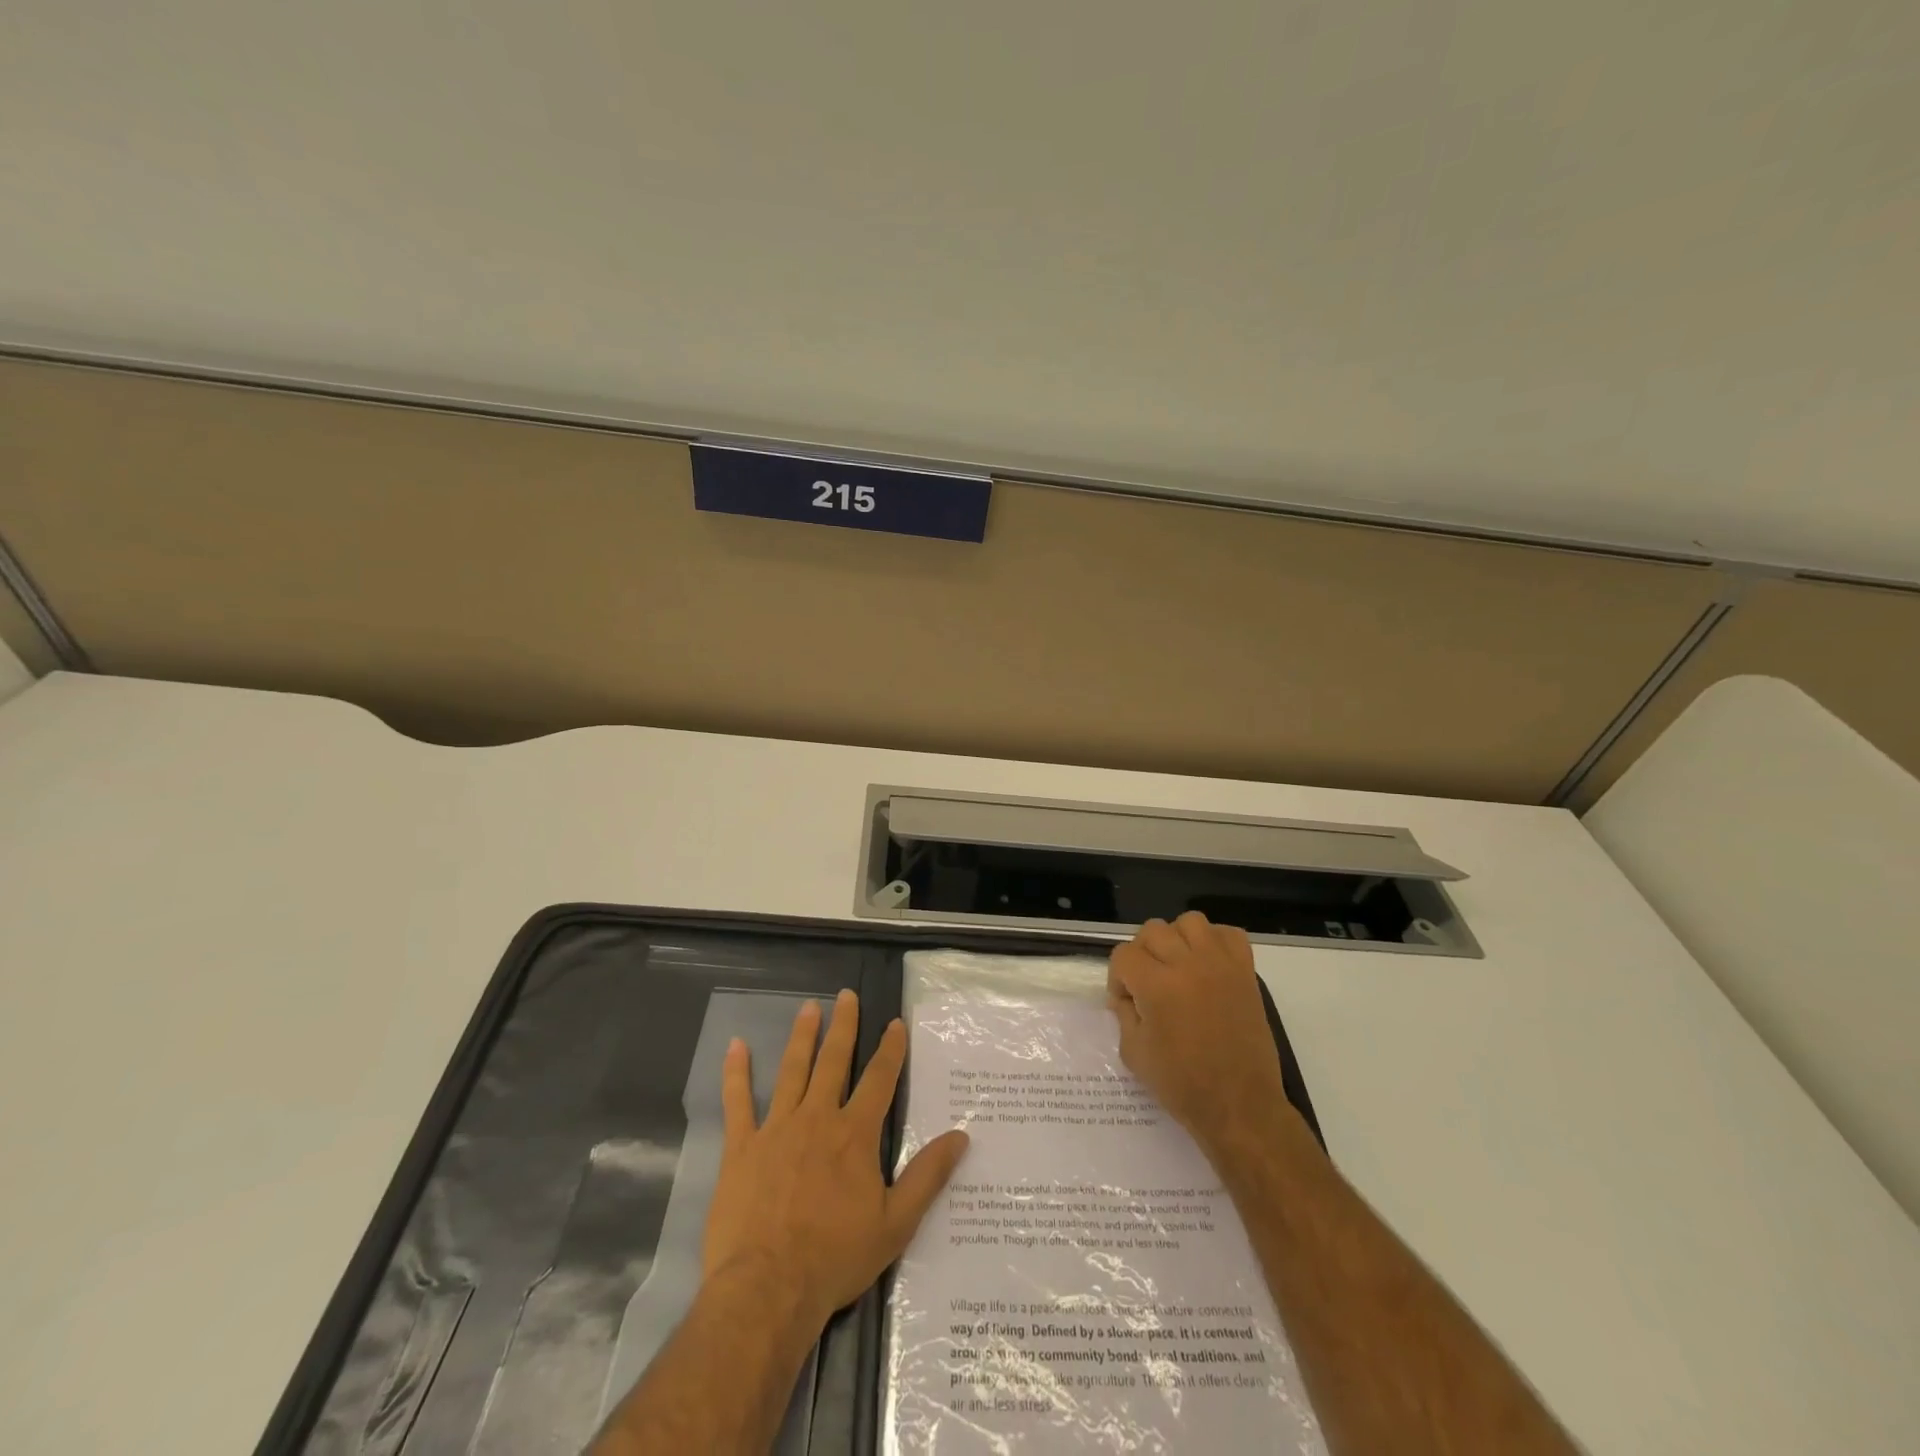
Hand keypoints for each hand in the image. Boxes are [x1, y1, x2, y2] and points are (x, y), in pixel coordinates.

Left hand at [705, 991, 970, 1333]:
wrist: (767, 1289)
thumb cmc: (835, 1258)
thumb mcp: (896, 1223)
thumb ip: (928, 1176)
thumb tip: (961, 1136)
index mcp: (855, 1134)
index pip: (879, 1079)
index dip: (890, 1049)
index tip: (895, 1023)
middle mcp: (818, 1118)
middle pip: (834, 1061)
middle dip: (844, 1026)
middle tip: (846, 995)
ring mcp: (776, 1129)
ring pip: (792, 1070)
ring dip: (801, 1036)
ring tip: (808, 1008)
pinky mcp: (741, 1148)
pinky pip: (738, 1102)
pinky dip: (736, 1073)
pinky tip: (735, 1046)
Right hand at [1107, 912, 1294, 1156]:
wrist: (1239, 1106)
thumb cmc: (1182, 1085)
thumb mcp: (1134, 1053)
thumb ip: (1124, 1014)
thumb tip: (1125, 996)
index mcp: (1157, 986)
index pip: (1123, 955)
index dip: (1118, 978)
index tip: (1126, 1002)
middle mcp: (1188, 965)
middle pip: (1153, 930)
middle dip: (1142, 955)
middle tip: (1148, 984)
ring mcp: (1221, 965)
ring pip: (1190, 922)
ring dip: (1178, 940)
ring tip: (1179, 968)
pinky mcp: (1246, 973)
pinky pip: (1229, 934)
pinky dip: (1216, 941)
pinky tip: (1208, 965)